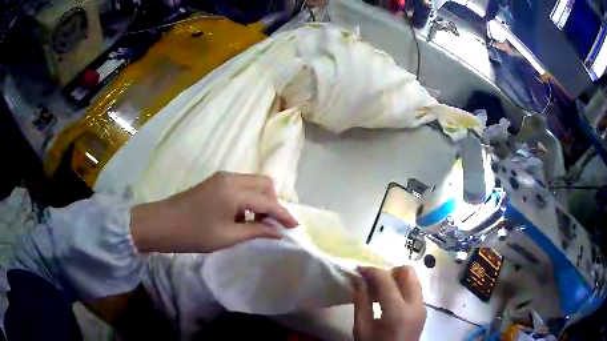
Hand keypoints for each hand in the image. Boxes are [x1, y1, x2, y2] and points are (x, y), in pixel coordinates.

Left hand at [130, 171, 297, 252]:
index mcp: (235, 190)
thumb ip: (257, 231)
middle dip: (272, 202)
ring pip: (252, 184)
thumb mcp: (228, 236)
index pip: (267, 201)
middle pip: (263, 184)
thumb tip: (279, 231)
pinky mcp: (215, 183)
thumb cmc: (194, 233)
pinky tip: (240, 217)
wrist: (161, 224)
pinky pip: (240, 187)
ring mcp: (221, 178)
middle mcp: (231, 178)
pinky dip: (247, 199)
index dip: (283, 214)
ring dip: (260, 201)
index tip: (295, 227)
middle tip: (271, 224)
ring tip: (255, 223)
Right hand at [353, 266, 425, 340]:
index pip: (386, 279)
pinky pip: (415, 289)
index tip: (358, 270)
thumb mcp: (362, 328)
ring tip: (380, 291)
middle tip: (374, 282)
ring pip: (414, 279)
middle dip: (389, 271)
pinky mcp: (424, 309)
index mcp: (398, 312)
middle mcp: (416, 305)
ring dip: (396, 279)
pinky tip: (389, 299)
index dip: (371, 270)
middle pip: (408, 272)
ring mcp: (423, 307)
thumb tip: (357, 278)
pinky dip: (402, 287)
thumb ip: (361, 301)